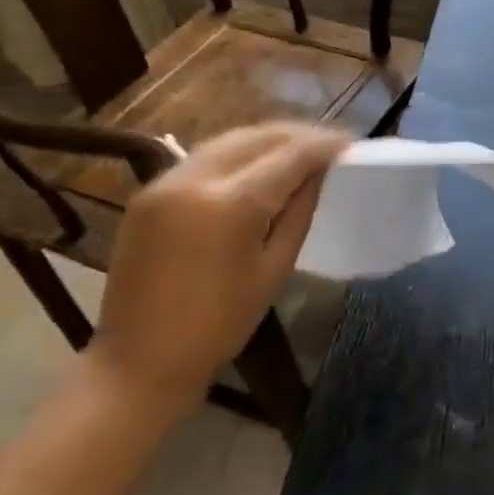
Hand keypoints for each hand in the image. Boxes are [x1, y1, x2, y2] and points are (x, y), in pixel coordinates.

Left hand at [85, 124, 349, 421]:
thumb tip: (319, 174)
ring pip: (226, 141)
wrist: (141, 359)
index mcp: (231, 204)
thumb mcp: (275, 268)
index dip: (324, 146)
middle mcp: (194, 179)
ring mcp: (164, 182)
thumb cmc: (221, 324)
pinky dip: (237, 153)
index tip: (352, 142)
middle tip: (330, 143)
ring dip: (266, 139)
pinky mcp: (148, 193)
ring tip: (299, 148)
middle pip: (256, 137)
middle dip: (297, 135)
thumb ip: (299, 212)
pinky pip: (202, 158)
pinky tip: (257, 164)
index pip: (289, 156)